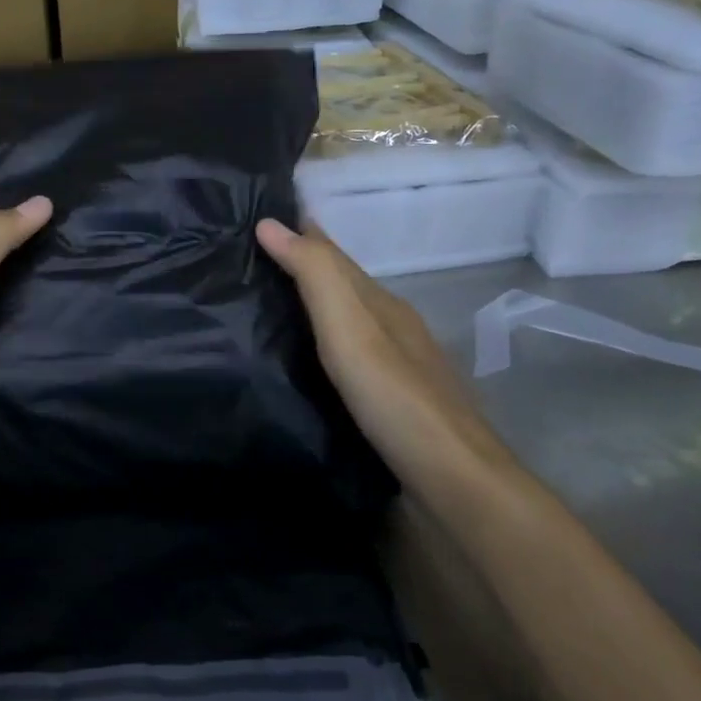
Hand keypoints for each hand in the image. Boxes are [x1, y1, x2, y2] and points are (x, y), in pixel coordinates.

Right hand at [256, 217, 516, 491]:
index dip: (302, 232)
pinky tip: (298, 361)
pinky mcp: (386, 408)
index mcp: (382, 305)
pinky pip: (341, 360)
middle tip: (247, 258)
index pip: (334, 255)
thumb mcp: (351, 327)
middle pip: (341, 288)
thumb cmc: (395, 398)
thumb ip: (314, 274)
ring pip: (343, 325)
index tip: (259, 216)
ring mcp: (393, 371)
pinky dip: (316, 348)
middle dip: (301, 267)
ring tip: (263, 304)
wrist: (452, 484)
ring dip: (308, 308)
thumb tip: (269, 222)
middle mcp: (391, 330)